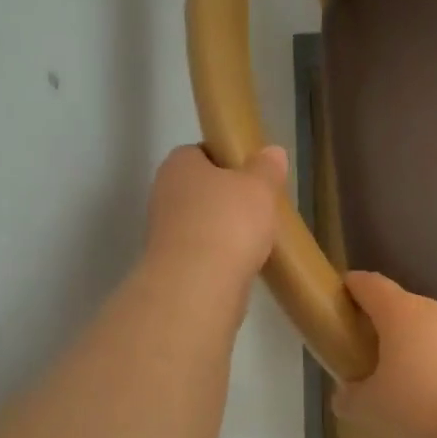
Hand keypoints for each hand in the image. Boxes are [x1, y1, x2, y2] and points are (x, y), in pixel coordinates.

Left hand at [144, 144, 287, 288]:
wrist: (198, 286)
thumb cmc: (229, 222)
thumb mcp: (259, 187)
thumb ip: (266, 168)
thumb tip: (272, 151)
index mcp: (179, 165)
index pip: (200, 152)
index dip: (227, 160)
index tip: (252, 174)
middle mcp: (164, 193)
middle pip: (201, 188)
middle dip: (227, 197)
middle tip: (260, 206)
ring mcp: (164, 232)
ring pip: (201, 221)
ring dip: (224, 228)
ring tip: (257, 237)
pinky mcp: (171, 265)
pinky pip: (202, 250)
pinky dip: (221, 254)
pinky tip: (244, 262)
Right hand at [334, 272, 436, 437]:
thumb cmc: (424, 406)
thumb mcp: (373, 408)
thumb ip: (351, 397)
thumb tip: (346, 394)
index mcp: (401, 312)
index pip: (370, 285)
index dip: (351, 287)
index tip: (339, 297)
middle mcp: (435, 310)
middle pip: (402, 306)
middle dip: (383, 324)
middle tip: (367, 352)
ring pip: (431, 328)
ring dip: (415, 345)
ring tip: (404, 379)